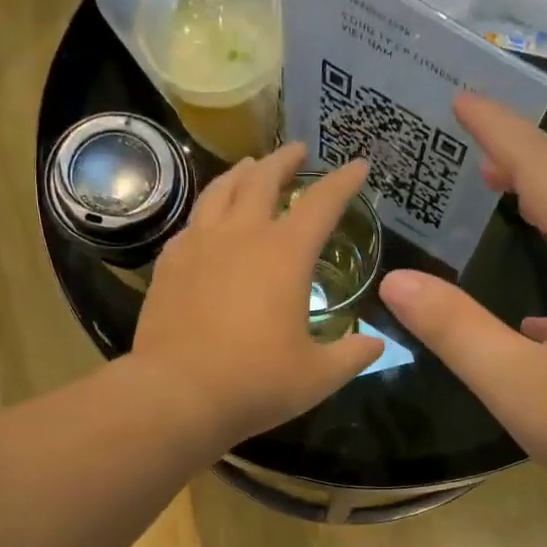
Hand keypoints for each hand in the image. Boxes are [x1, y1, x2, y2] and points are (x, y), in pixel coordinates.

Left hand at [131, 144, 383, 452]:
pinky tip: (208, 221)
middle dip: (285, 160)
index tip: (358, 165)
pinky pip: (191, 223)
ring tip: (250, 167)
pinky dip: (207, 211)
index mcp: (285, 254)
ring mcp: (198, 246)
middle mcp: (241, 236)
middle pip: (263, 179)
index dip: (344, 181)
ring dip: (241, 174)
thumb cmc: (255, 383)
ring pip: (220, 191)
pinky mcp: (168, 265)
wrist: (177, 395)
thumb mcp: (317, 376)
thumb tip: (377, 345)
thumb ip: (352, 356)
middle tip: (297, 151)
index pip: (322, 203)